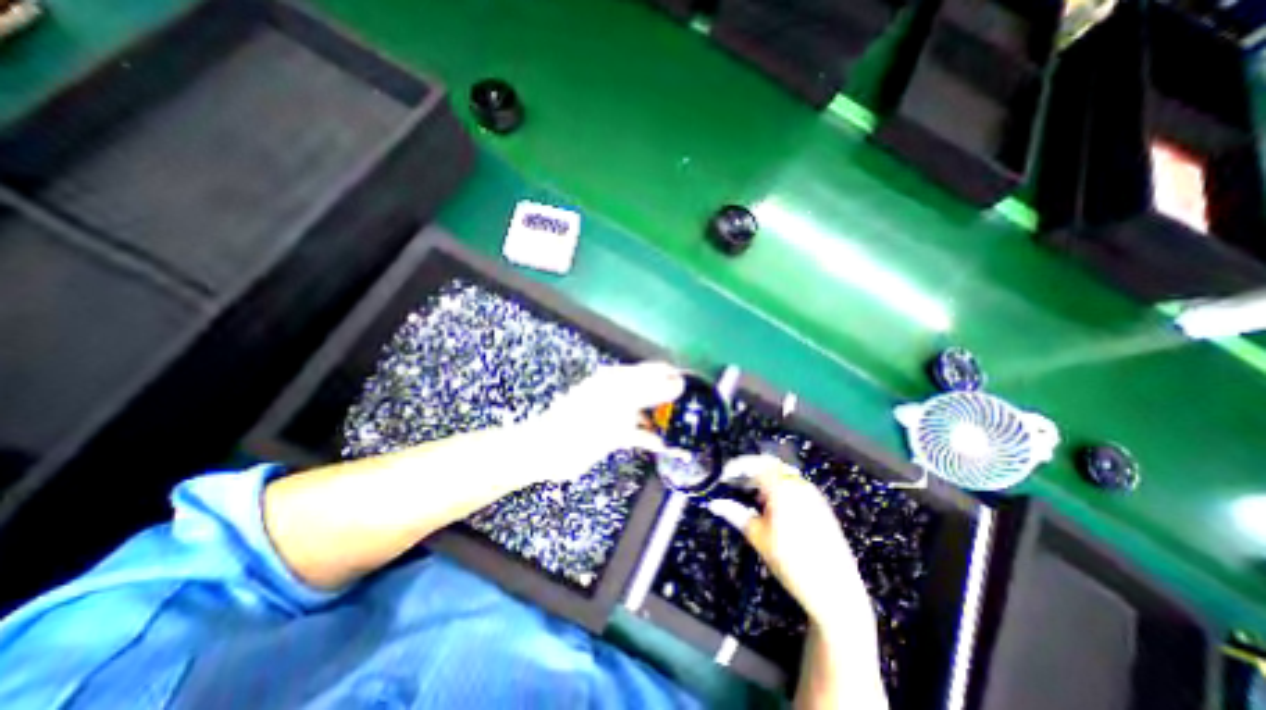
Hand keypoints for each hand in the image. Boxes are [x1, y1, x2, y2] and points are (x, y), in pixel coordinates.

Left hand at [523, 363, 683, 486]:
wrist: (549, 449)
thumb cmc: (583, 421)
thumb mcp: (618, 402)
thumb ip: (649, 391)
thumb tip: (678, 382)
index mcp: (619, 378)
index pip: (653, 370)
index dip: (674, 376)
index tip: (695, 387)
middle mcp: (620, 392)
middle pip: (653, 391)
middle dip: (673, 398)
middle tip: (695, 409)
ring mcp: (617, 414)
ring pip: (648, 412)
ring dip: (663, 420)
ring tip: (685, 427)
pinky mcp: (615, 434)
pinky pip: (639, 433)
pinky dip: (651, 439)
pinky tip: (664, 446)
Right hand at [709, 455, 876, 630]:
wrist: (836, 591)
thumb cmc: (791, 563)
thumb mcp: (758, 538)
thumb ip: (736, 514)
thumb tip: (714, 503)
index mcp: (782, 489)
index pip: (756, 464)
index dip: (737, 466)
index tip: (723, 475)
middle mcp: (799, 485)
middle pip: (771, 464)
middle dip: (751, 469)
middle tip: (735, 482)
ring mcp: (813, 494)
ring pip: (784, 474)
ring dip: (765, 478)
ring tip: (752, 496)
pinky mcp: (821, 505)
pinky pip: (796, 485)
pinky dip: (780, 487)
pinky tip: (773, 507)